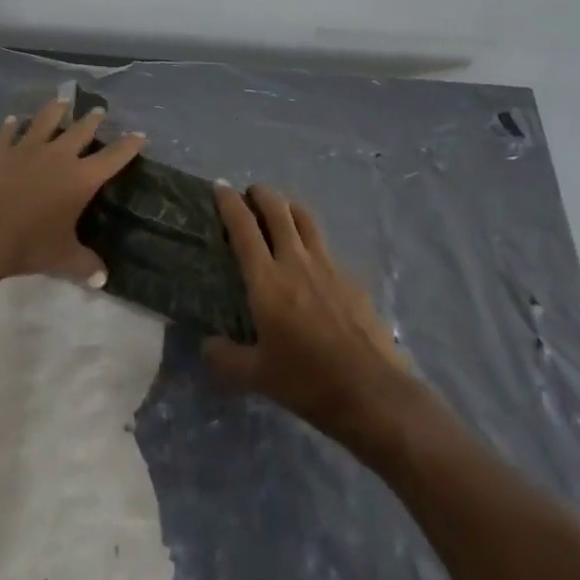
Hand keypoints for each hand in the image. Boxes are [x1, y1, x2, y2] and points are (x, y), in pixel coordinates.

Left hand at [0, 97, 144, 285]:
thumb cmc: (27, 245)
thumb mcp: (61, 259)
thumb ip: (84, 264)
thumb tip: (103, 278)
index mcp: (80, 178)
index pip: (113, 158)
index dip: (128, 145)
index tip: (140, 134)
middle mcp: (58, 156)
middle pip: (81, 131)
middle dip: (92, 120)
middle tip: (99, 110)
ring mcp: (26, 148)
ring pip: (45, 121)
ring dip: (55, 110)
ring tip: (62, 100)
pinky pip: (7, 132)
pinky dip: (11, 125)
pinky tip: (12, 120)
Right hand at [205, 184, 422, 448]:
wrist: (372, 392)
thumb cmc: (308, 382)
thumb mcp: (258, 377)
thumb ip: (226, 359)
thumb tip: (207, 346)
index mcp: (267, 280)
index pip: (244, 228)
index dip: (229, 203)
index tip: (220, 187)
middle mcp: (296, 262)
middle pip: (277, 210)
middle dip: (261, 194)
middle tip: (250, 194)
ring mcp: (328, 266)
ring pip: (306, 219)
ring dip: (289, 207)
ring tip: (281, 210)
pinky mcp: (352, 279)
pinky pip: (326, 248)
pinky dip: (313, 242)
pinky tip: (313, 262)